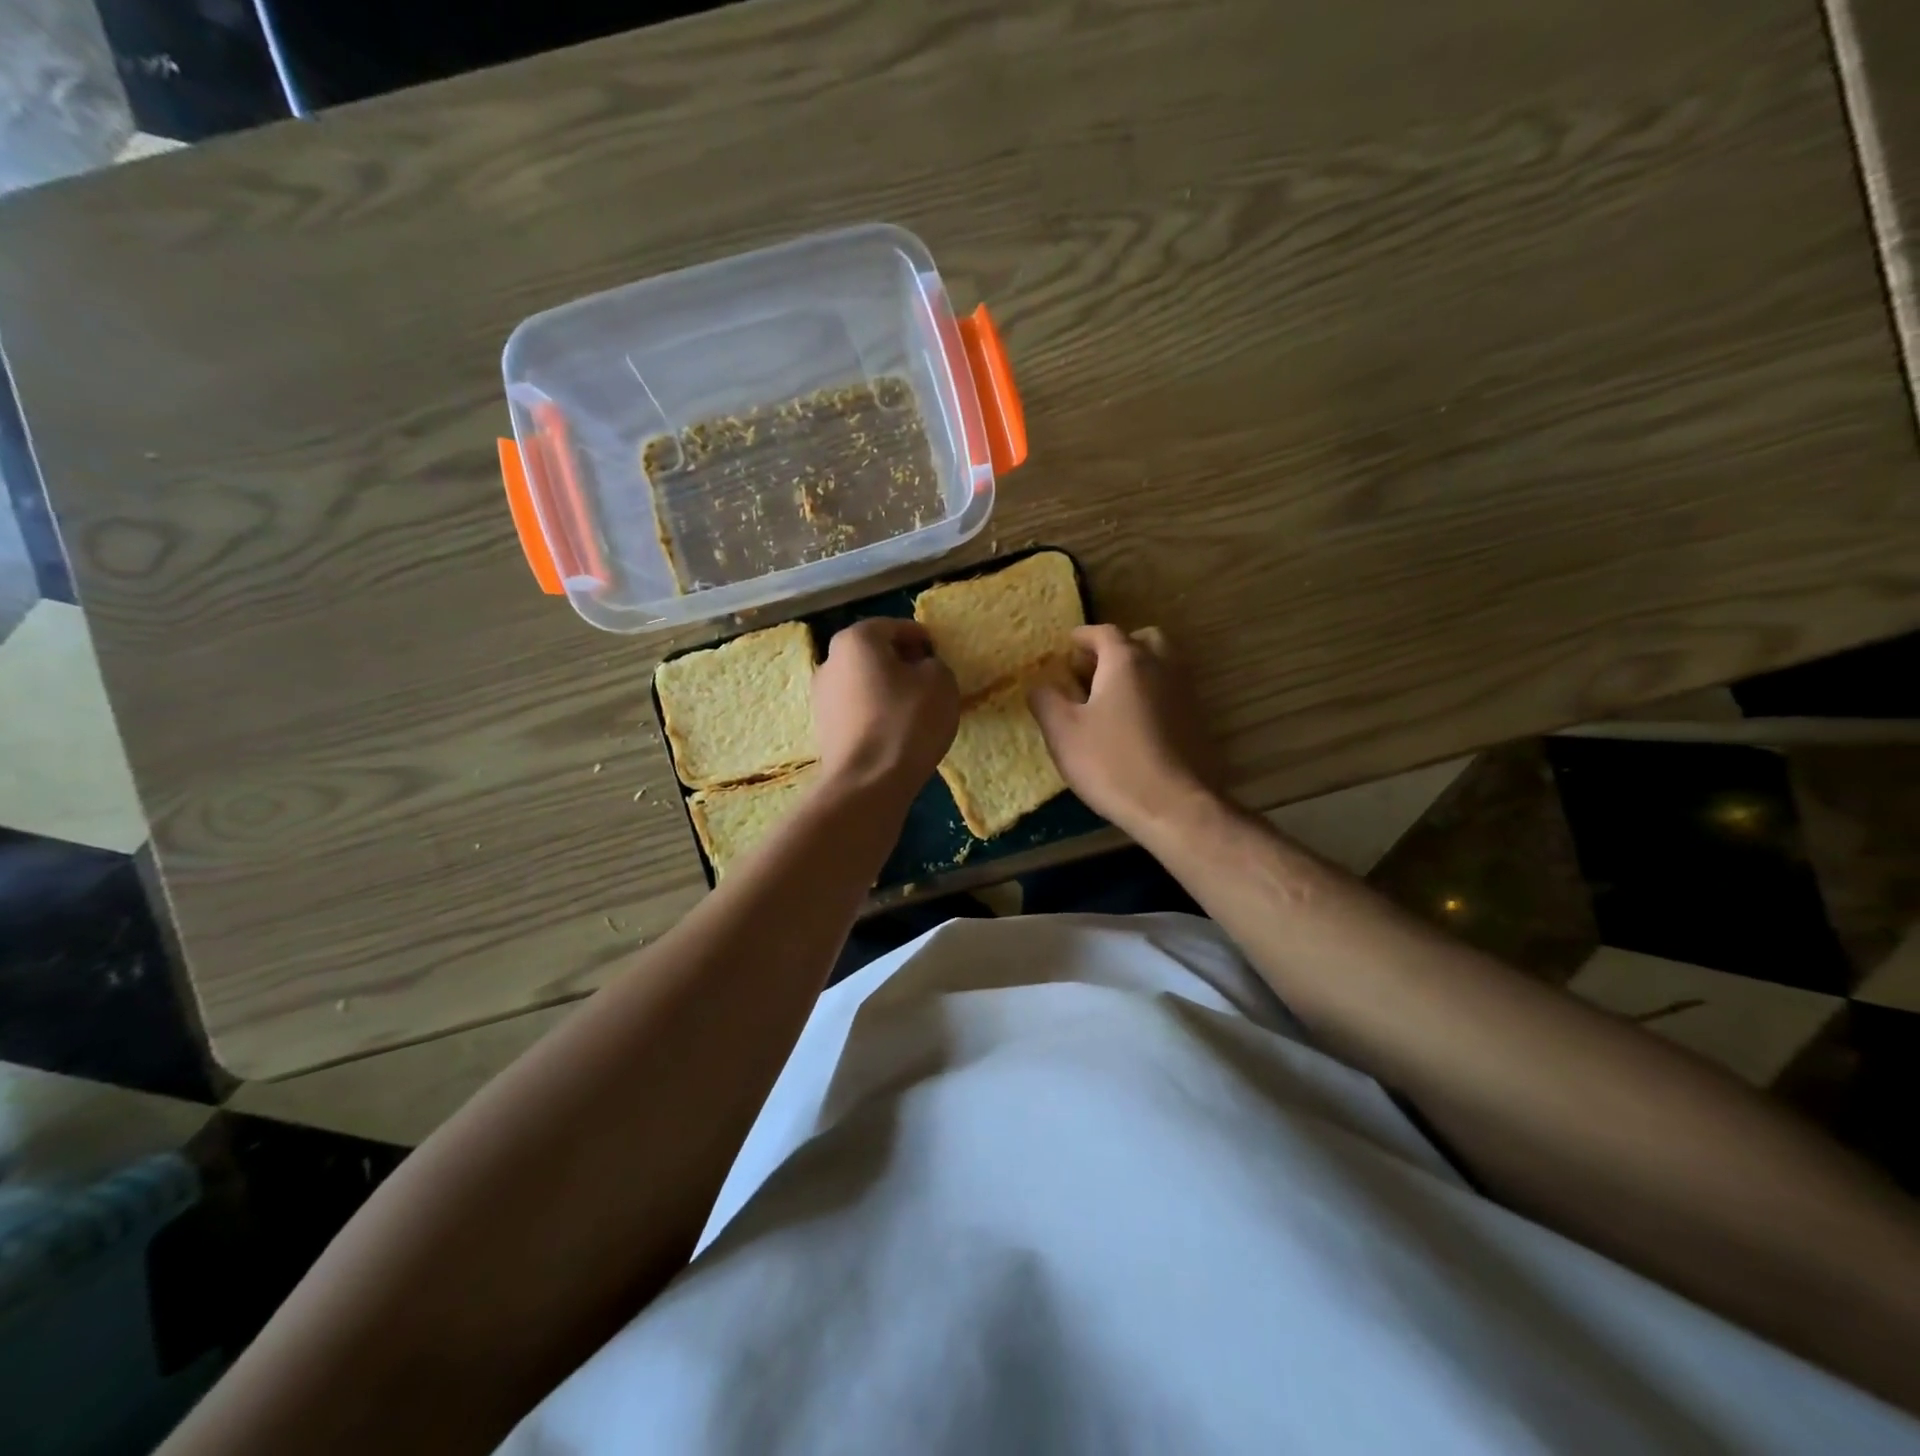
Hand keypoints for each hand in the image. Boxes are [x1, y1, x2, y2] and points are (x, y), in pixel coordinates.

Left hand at [811, 618, 958, 800]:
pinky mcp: (824, 729)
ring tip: (915, 708)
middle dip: (901, 662)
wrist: (868, 782)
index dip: (921, 637)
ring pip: (864, 683)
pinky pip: (857, 710)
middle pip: (874, 654)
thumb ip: (933, 664)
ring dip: (887, 689)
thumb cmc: (907, 721)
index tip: (939, 654)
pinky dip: (876, 713)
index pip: (894, 626)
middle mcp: (830, 661)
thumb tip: (921, 670)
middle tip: (929, 679)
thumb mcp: (940, 681)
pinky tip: (896, 730)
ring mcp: (821, 697)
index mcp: (856, 640)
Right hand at [1028, 625, 1221, 835]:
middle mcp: (1162, 666)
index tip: (1068, 646)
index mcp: (1126, 661)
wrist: (1175, 806)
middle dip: (1117, 648)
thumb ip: (1045, 700)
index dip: (1083, 637)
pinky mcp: (1198, 721)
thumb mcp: (1062, 732)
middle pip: (1142, 640)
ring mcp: (1186, 693)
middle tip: (1094, 669)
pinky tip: (1135, 723)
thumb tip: (1039, 684)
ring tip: (1112, 697)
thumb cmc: (1112, 763)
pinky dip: (1153, 693)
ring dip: (1138, 670)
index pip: (1104, 632)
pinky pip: (1172, 692)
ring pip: (1162, 664)